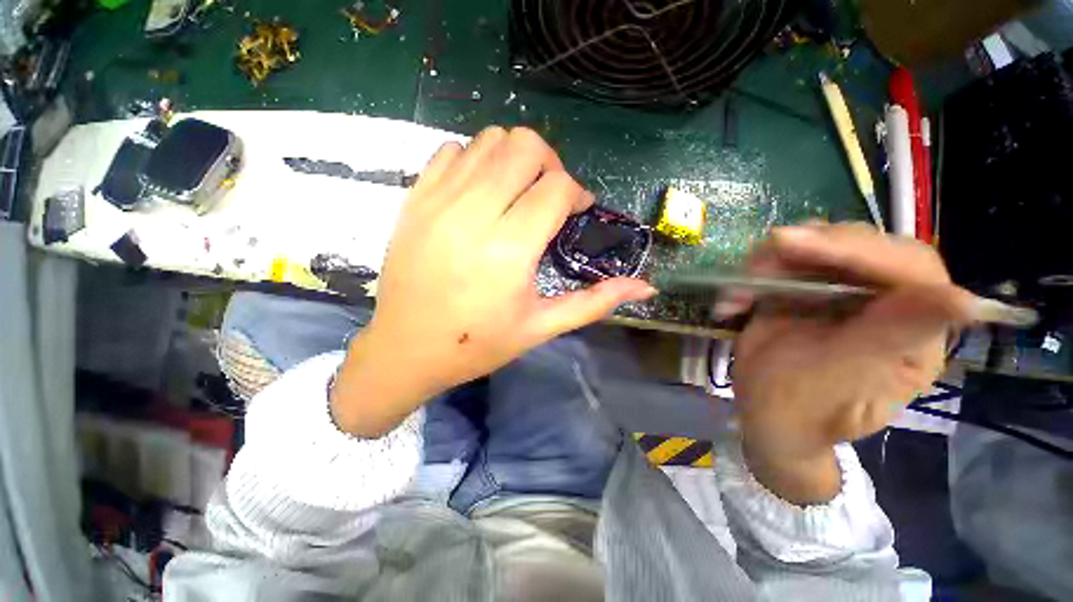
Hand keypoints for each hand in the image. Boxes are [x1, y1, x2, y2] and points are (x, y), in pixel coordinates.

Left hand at [332, 127, 654, 435]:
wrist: (406, 349)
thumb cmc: (477, 344)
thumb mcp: (541, 327)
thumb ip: (594, 302)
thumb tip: (645, 285)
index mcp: (510, 250)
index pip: (557, 188)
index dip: (576, 192)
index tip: (576, 211)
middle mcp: (474, 214)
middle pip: (524, 146)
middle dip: (549, 164)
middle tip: (548, 196)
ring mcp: (438, 201)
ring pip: (489, 140)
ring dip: (514, 160)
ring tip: (516, 193)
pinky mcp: (414, 199)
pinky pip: (452, 151)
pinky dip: (475, 161)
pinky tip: (480, 193)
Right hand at [730, 223, 979, 502]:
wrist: (764, 412)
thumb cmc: (801, 409)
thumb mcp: (839, 379)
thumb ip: (890, 339)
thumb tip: (966, 301)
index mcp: (915, 333)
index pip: (910, 271)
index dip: (859, 251)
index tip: (794, 244)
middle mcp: (889, 305)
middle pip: (866, 248)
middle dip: (810, 249)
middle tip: (764, 258)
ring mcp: (846, 294)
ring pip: (821, 248)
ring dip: (773, 262)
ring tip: (739, 291)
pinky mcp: (810, 291)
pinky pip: (787, 263)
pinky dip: (756, 274)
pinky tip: (735, 298)